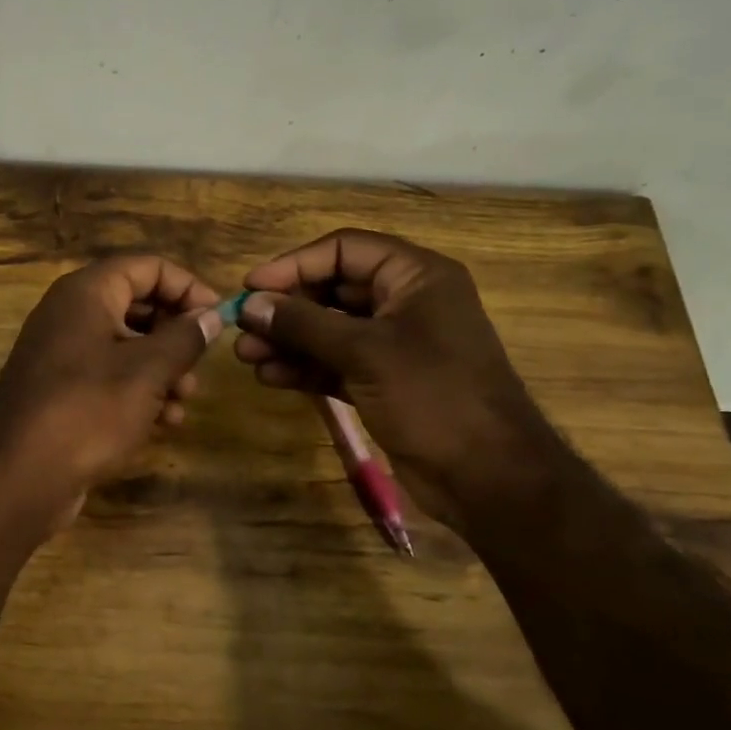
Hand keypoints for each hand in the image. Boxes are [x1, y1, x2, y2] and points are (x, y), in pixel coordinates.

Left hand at [0, 256, 223, 510]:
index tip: (218, 319)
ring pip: (126, 345)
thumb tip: (212, 316)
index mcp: (87, 292)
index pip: (148, 266)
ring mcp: (62, 353)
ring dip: (162, 369)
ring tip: (184, 400)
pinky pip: (109, 376)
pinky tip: (163, 422)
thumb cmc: (89, 409)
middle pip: (138, 304)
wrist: (19, 475)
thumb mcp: (148, 371)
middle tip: (201, 365)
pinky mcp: (61, 390)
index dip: (188, 287)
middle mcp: (71, 313)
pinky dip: (139, 391)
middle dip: (176, 334)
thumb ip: (185, 338)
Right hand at [232, 229, 568, 514]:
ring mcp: (393, 345)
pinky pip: (335, 362)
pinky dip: (304, 366)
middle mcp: (404, 303)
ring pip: (329, 329)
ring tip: (246, 356)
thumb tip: (250, 304)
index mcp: (416, 277)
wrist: (489, 479)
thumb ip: (304, 324)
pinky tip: (270, 376)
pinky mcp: (383, 381)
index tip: (251, 287)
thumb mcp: (365, 352)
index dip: (294, 264)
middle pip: (332, 289)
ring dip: (288, 340)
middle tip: (241, 326)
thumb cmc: (433, 397)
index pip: (344, 250)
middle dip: (286, 308)